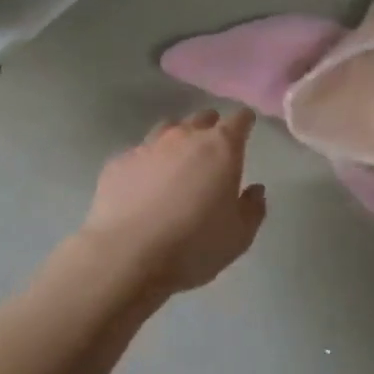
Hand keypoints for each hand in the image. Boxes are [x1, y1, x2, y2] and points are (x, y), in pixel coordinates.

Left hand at [81, 108, 267, 298]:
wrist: (126, 255)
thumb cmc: (194, 245)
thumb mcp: (239, 236)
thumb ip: (252, 208)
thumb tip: (255, 190)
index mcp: (221, 148)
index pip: (239, 120)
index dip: (244, 122)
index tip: (246, 126)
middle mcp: (184, 137)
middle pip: (202, 118)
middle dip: (211, 127)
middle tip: (213, 148)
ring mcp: (147, 146)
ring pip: (168, 128)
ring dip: (177, 139)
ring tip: (178, 161)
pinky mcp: (118, 162)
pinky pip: (139, 153)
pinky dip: (147, 162)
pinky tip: (144, 183)